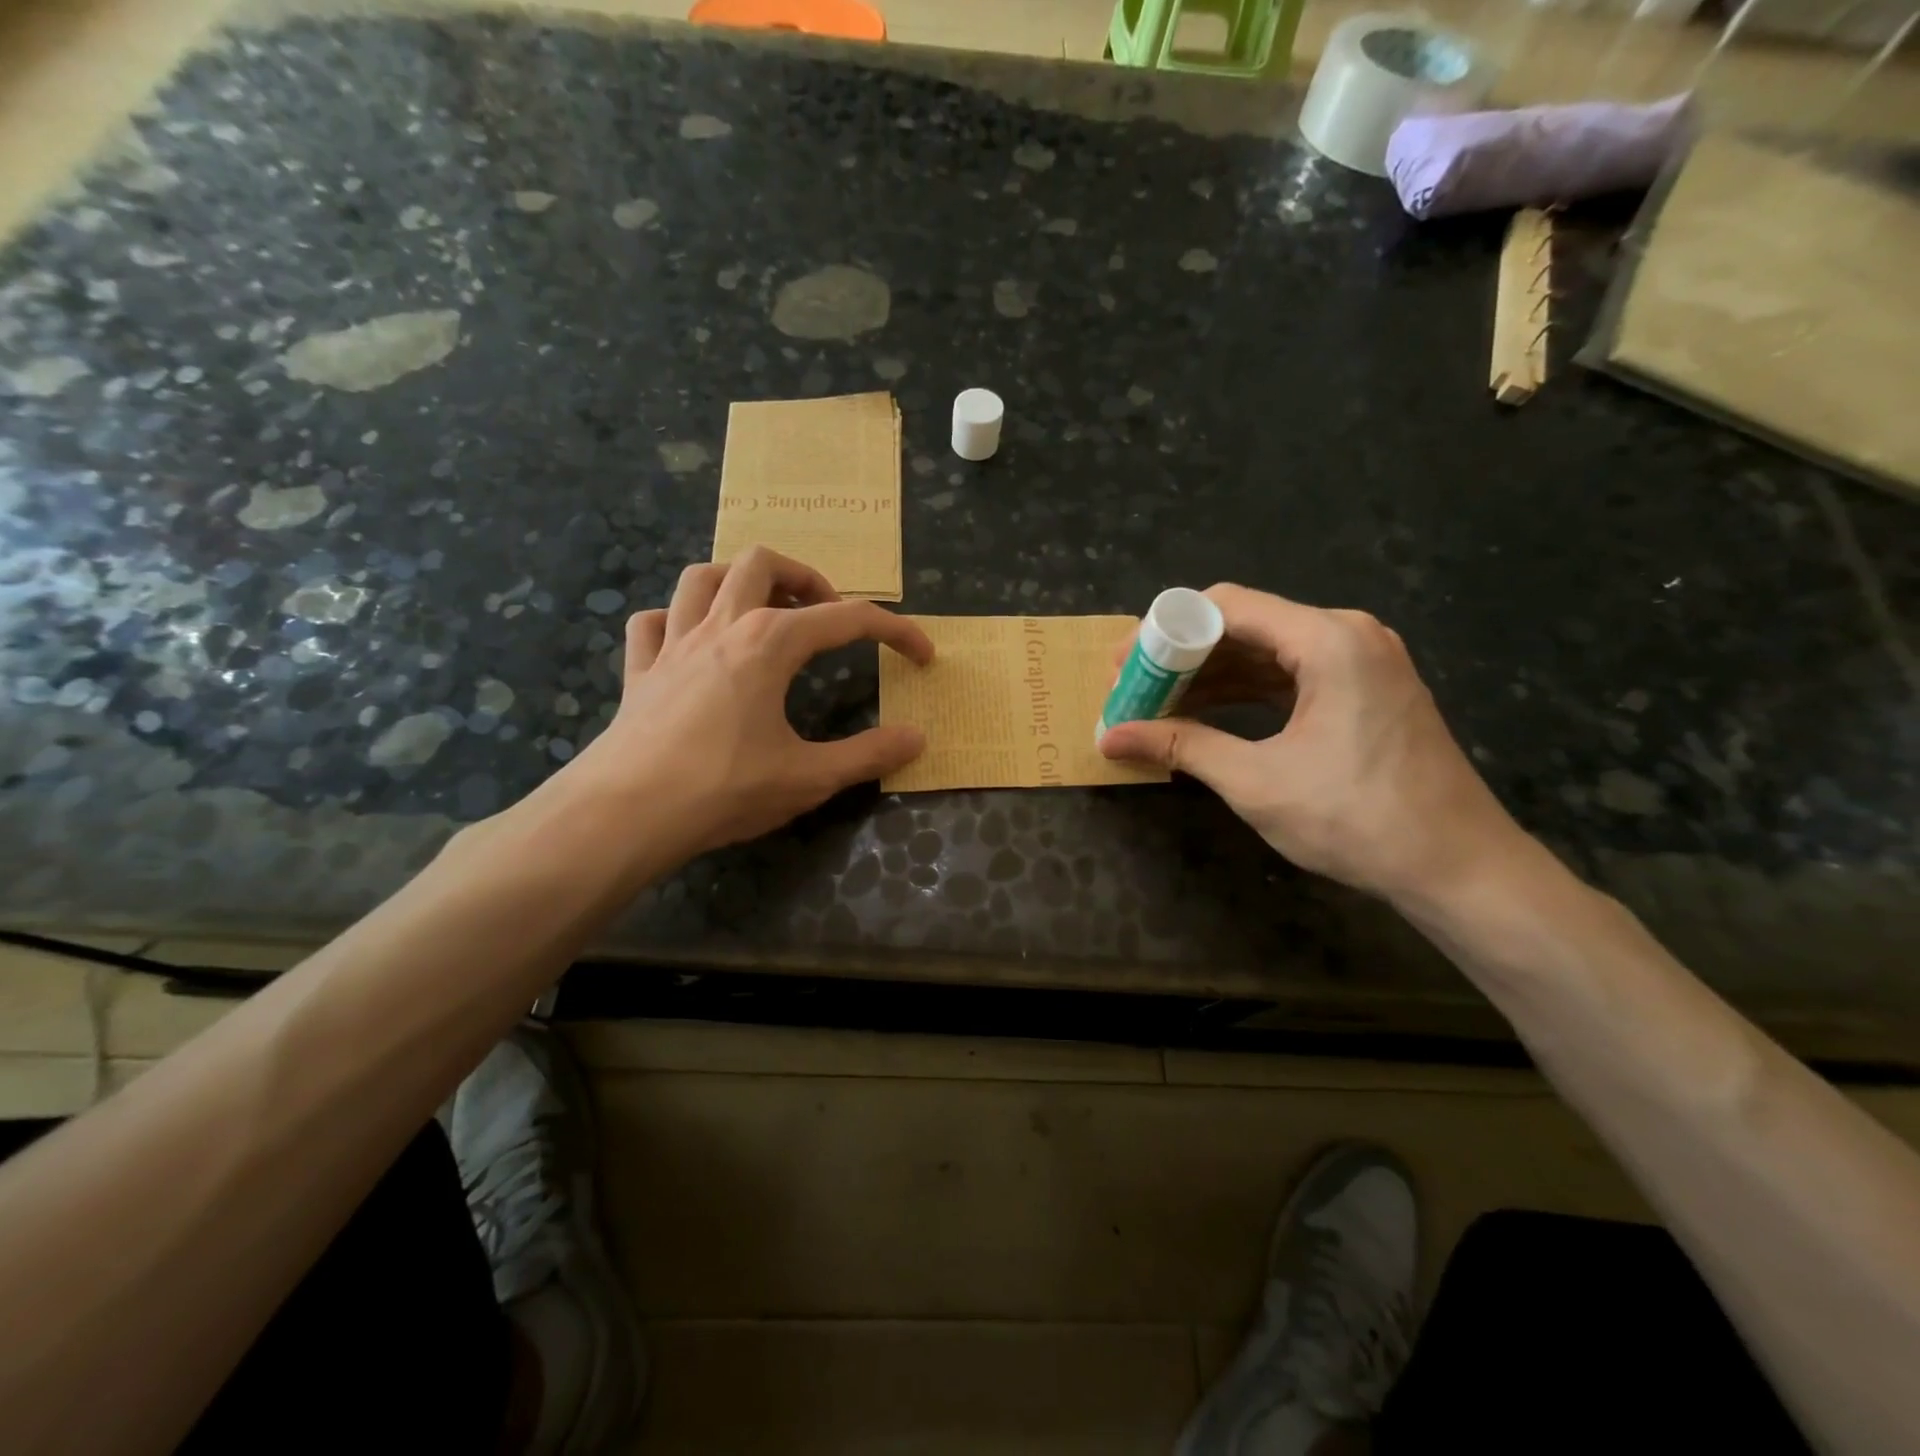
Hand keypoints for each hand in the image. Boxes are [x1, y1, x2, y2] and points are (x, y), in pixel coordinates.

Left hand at [559, 547, 932, 860]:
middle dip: (805, 579)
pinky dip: (676, 620)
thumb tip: (916, 737)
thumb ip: (868, 755)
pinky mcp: (639, 671)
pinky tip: (691, 644)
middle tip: (826, 616)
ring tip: (763, 611)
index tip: (921, 654)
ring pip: (702, 577)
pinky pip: (653, 622)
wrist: (626, 814)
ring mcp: (672, 644)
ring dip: (738, 581)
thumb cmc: (724, 789)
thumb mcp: (810, 777)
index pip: (847, 618)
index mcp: (769, 643)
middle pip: (763, 564)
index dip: (894, 630)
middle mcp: (721, 626)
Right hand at [1098, 585, 1529, 906]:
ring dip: (1211, 676)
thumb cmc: (1356, 819)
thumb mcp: (1256, 781)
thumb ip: (1181, 746)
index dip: (1164, 631)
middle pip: (1245, 625)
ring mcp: (1362, 661)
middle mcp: (1347, 634)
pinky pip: (1290, 675)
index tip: (1123, 664)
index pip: (1225, 606)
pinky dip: (1245, 692)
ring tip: (1157, 704)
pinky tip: (1206, 713)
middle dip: (1183, 657)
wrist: (1458, 868)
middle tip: (1132, 688)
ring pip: (1266, 652)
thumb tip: (1109, 737)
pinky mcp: (1366, 690)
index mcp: (1328, 640)